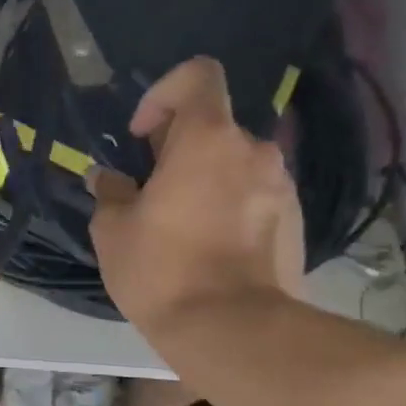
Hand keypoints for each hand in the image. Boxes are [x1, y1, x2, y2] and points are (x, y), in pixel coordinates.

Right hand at [89, 58, 304, 330]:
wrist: (234, 330)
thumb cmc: (163, 269)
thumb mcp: (114, 231)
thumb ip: (110, 193)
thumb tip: (108, 179)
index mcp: (207, 138)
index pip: (198, 75)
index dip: (164, 93)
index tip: (141, 136)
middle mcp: (254, 150)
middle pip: (214, 127)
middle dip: (180, 149)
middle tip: (152, 192)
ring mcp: (282, 186)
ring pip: (235, 165)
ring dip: (207, 180)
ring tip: (181, 226)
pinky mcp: (297, 222)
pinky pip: (256, 197)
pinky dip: (232, 207)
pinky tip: (211, 249)